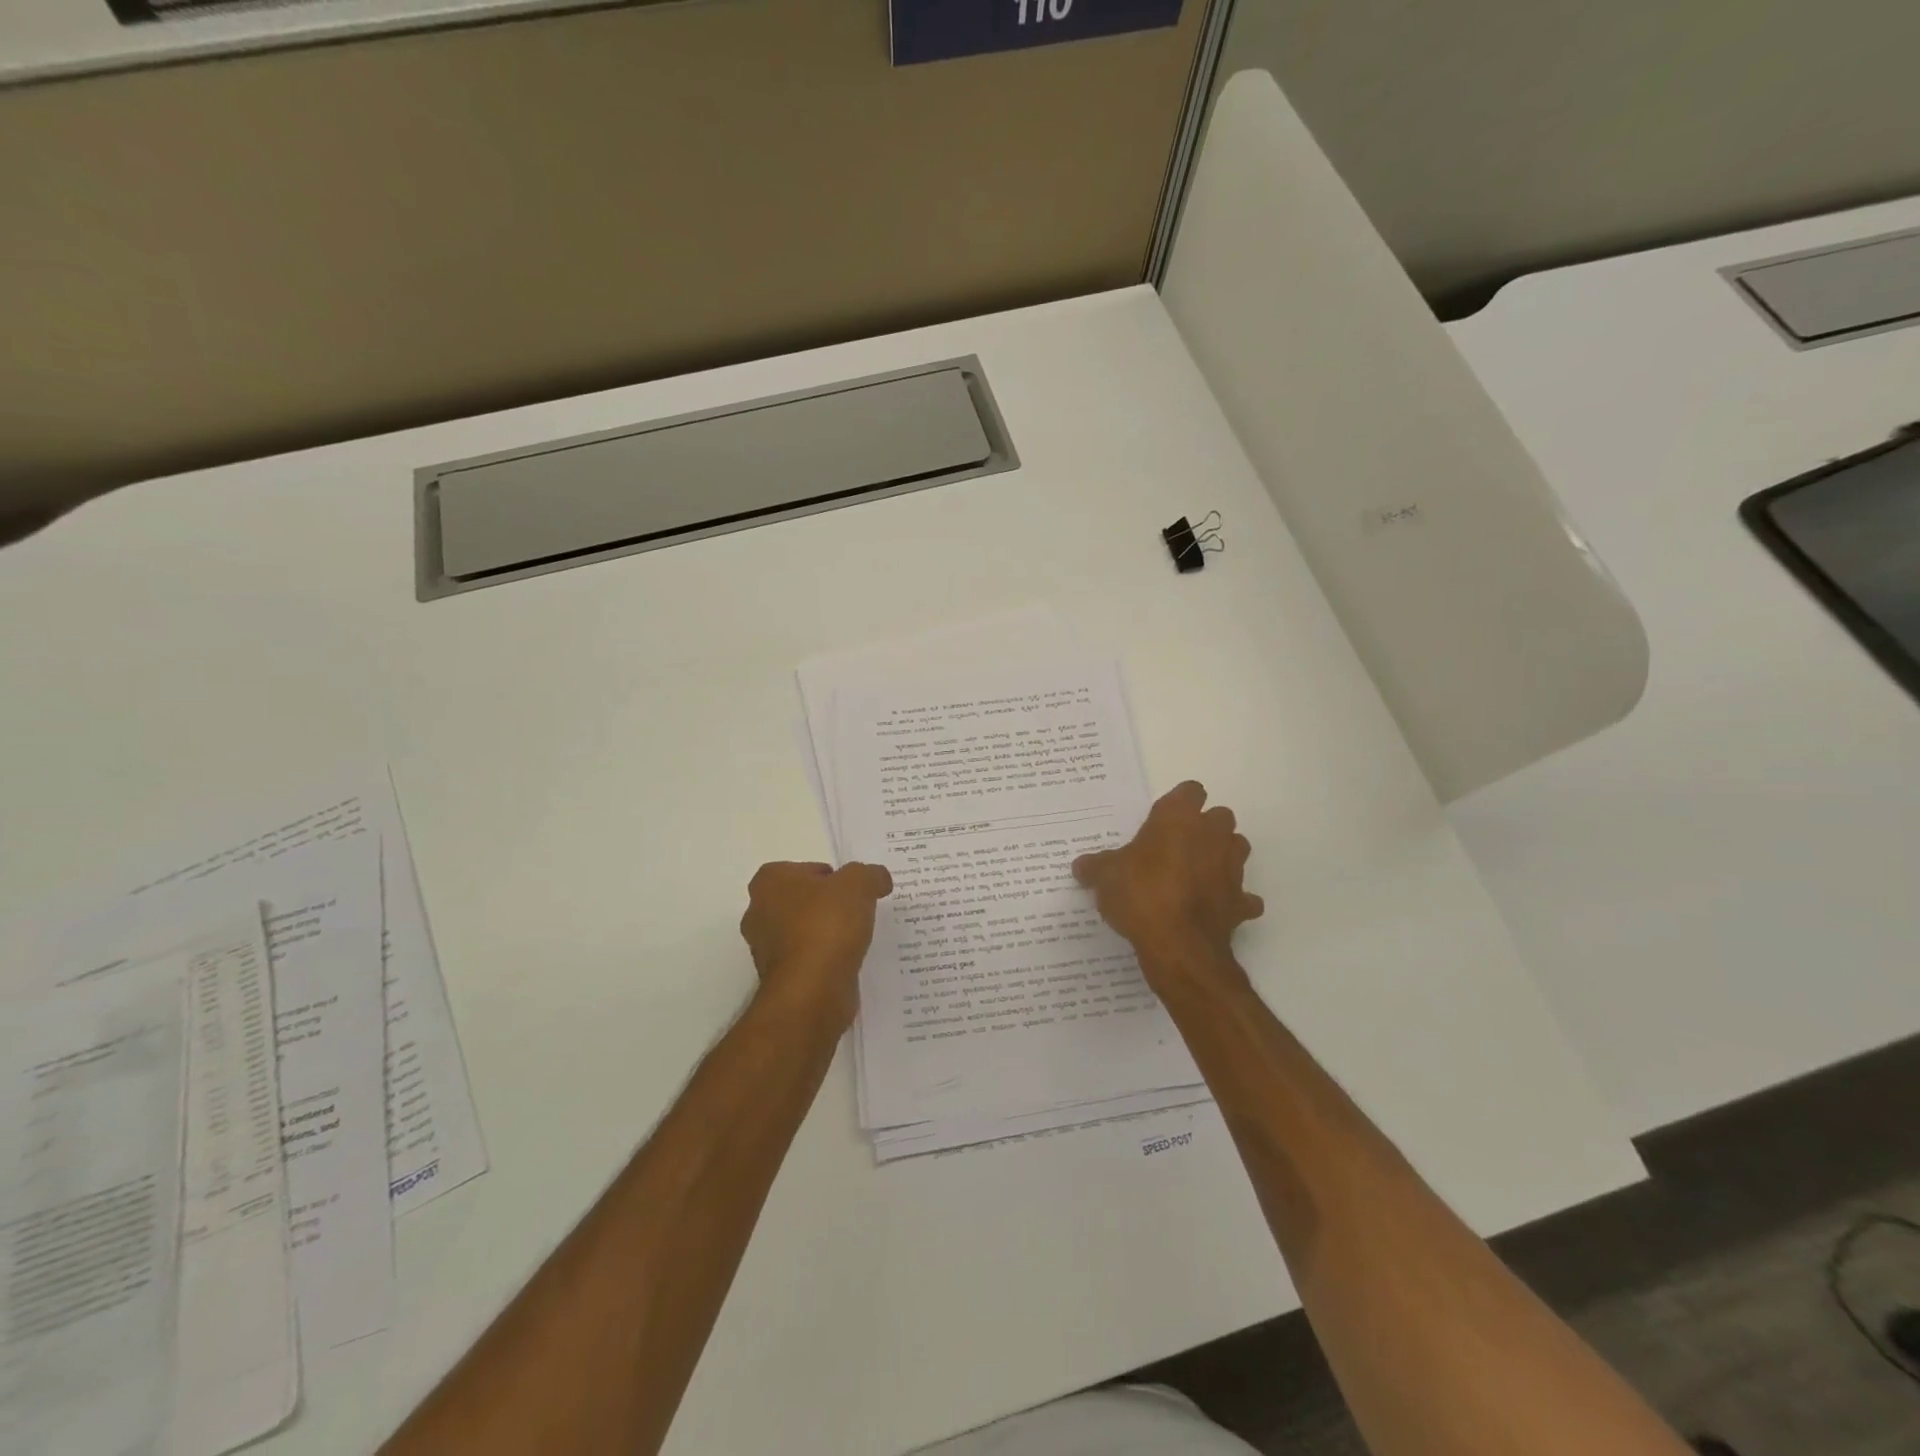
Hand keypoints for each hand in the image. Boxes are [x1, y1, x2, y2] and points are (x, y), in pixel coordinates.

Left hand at [739, 861, 892, 1027]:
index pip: (803, 869)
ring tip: (857, 937)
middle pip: (802, 900)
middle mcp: (759, 912)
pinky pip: (808, 959)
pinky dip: (826, 958)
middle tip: (857, 911)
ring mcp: (766, 949)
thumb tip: (878, 879)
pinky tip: (848, 961)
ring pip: (803, 931)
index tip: (852, 890)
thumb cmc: (827, 925)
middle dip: (827, 905)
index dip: (831, 876)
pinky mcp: (780, 979)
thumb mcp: (859, 884)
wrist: (813, 991)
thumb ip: (869, 874)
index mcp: (769, 882)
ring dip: (826, 933)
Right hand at [1073, 781, 1263, 993]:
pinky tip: (1213, 909)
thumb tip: (1081, 866)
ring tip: (1197, 874)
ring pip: (1237, 849)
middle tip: (1177, 846)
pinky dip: (1233, 901)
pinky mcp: (1242, 902)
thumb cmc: (1140, 894)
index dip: (1179, 802)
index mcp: (1178, 818)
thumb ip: (1095, 866)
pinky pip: (1244, 897)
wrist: (1178, 945)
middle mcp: (1212, 835)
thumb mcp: (1105, 876)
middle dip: (1205, 828)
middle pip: (1220, 816)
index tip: (1163, 819)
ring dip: (1223, 857)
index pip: (1190, 791)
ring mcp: (1232, 868)